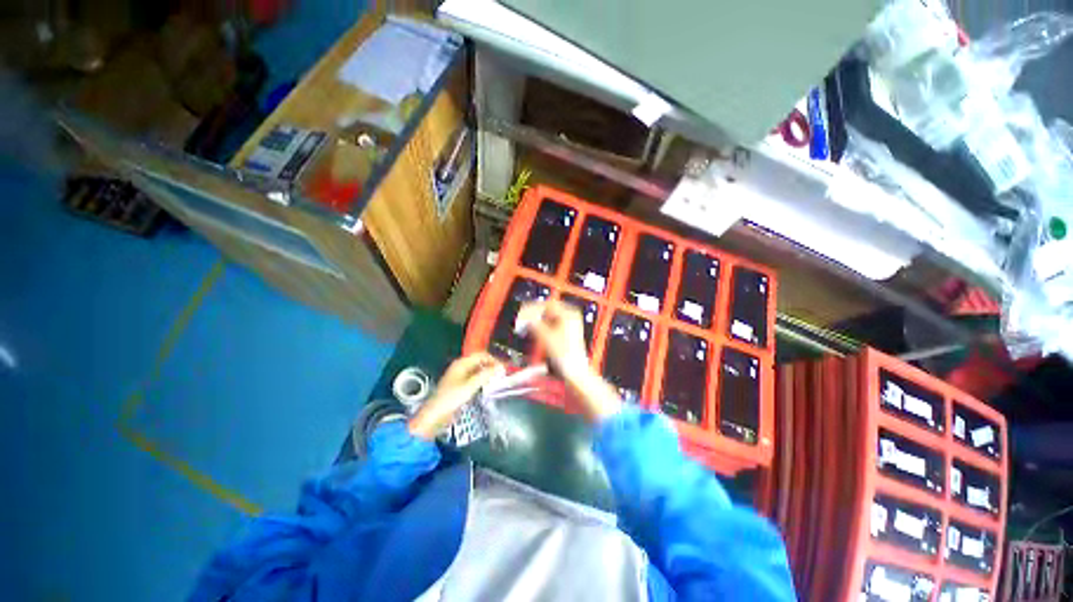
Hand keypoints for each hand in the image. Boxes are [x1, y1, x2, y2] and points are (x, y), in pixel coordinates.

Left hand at [408, 352, 503, 439]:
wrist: (435, 415)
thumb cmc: (452, 398)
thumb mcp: (470, 386)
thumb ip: (486, 375)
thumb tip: (500, 367)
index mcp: (461, 363)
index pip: (481, 355)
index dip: (493, 359)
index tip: (503, 368)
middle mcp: (461, 366)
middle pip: (479, 361)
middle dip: (491, 365)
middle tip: (502, 374)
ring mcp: (460, 375)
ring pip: (477, 369)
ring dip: (487, 372)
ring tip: (497, 379)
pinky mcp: (460, 384)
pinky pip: (474, 377)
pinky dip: (482, 379)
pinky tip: (487, 385)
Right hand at [517, 300, 621, 421]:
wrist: (575, 372)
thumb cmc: (565, 355)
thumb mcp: (545, 336)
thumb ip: (533, 323)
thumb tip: (524, 315)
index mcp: (569, 313)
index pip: (547, 304)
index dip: (532, 308)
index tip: (522, 312)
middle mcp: (571, 317)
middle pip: (547, 310)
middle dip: (534, 314)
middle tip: (522, 319)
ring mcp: (569, 325)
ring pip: (548, 317)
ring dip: (537, 320)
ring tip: (526, 325)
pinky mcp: (566, 334)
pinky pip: (551, 324)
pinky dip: (542, 326)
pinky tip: (535, 331)